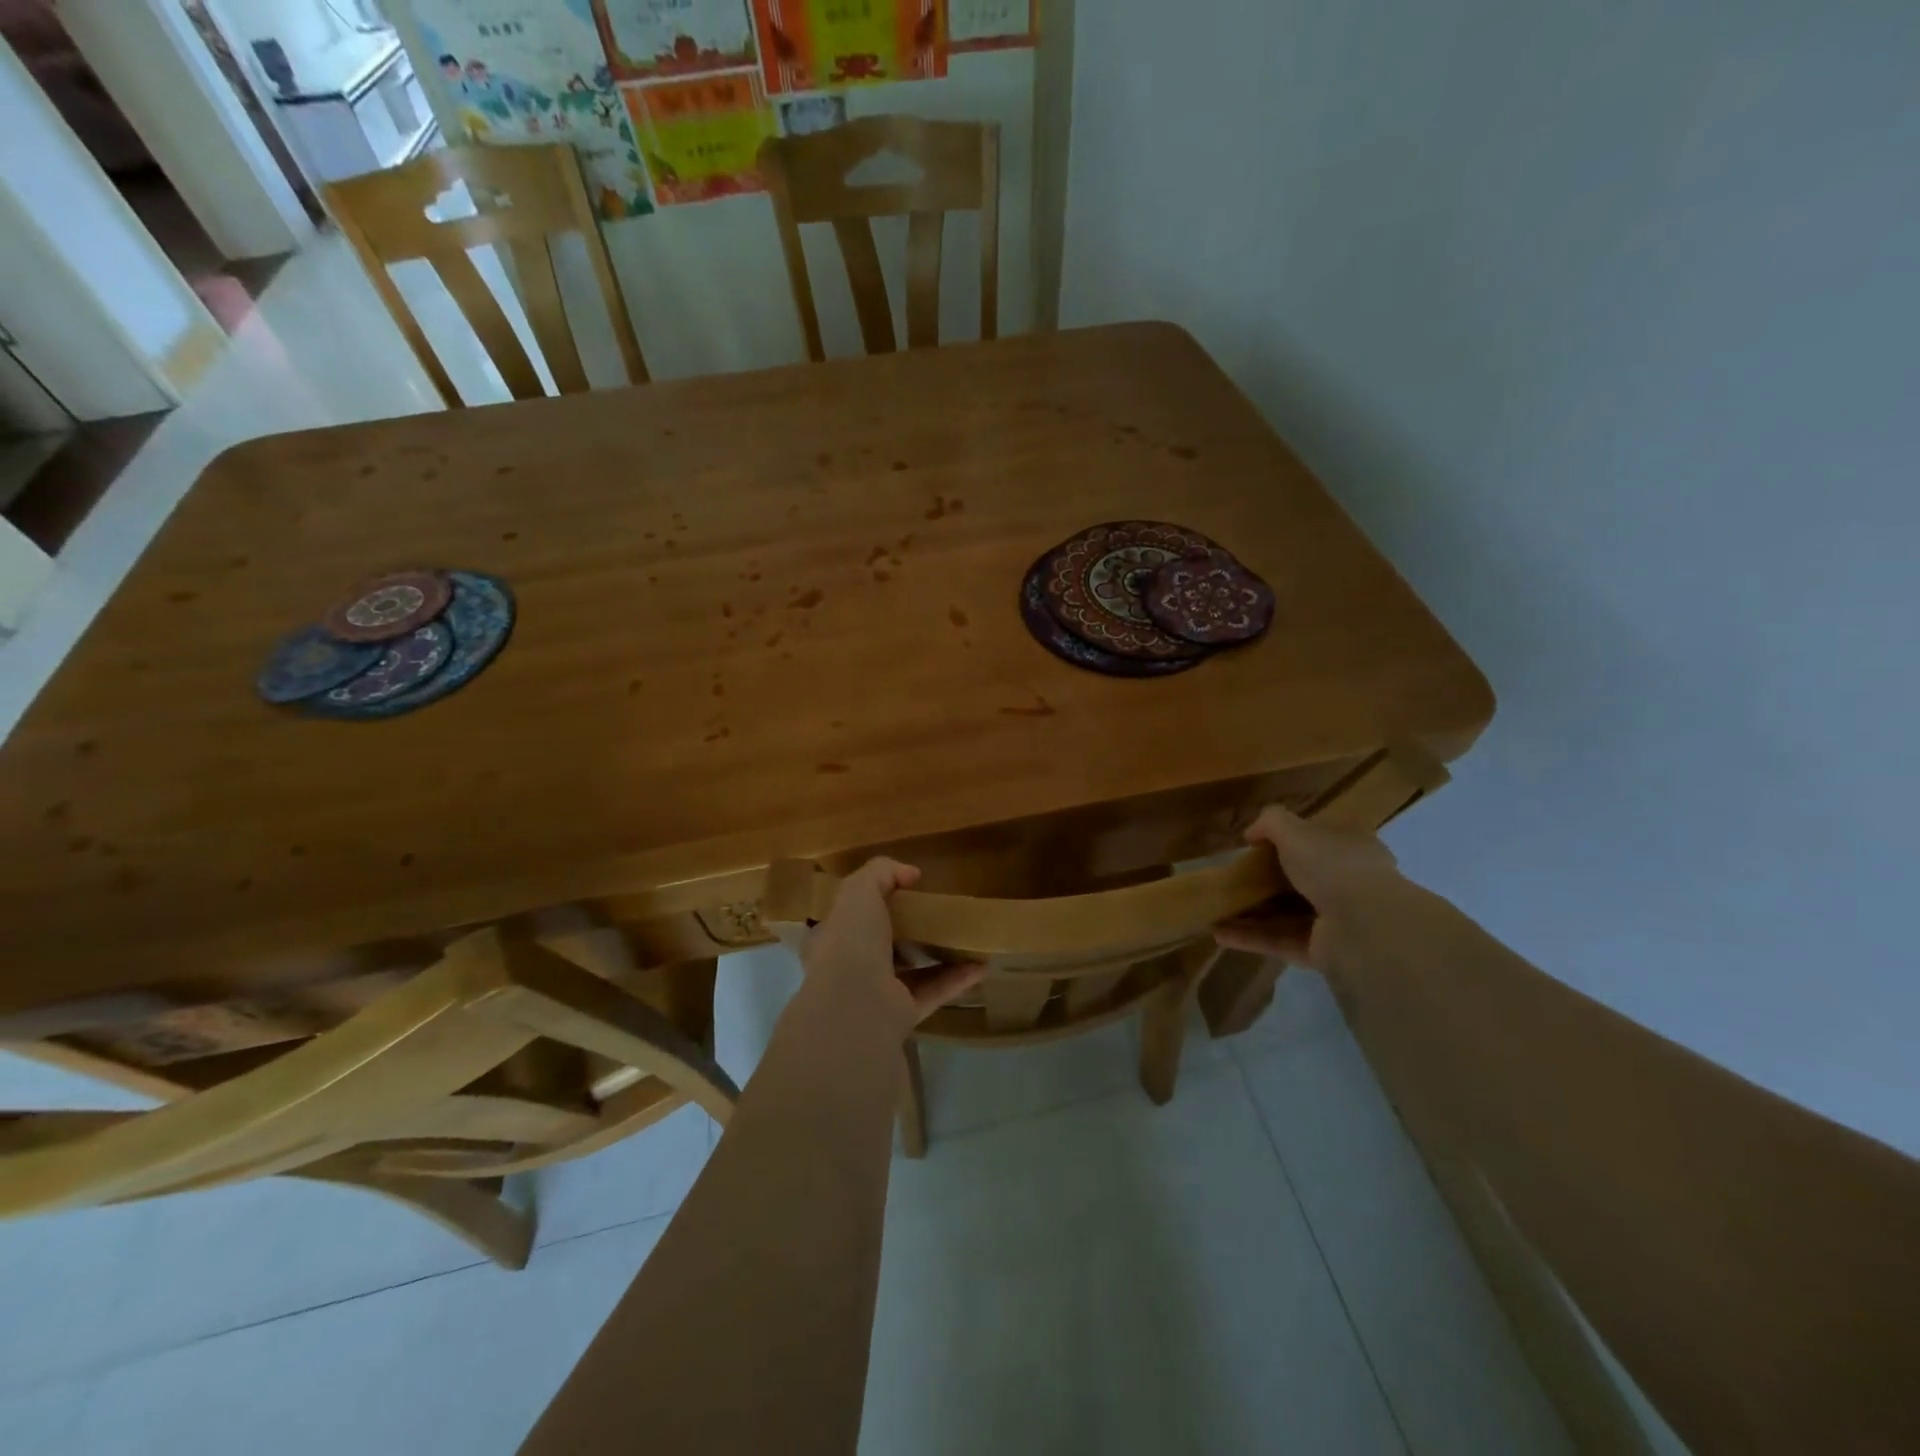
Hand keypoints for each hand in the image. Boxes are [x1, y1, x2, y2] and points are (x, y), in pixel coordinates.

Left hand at [800, 858, 983, 1035]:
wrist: (855, 1006)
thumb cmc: (850, 941)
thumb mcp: (859, 891)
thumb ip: (881, 872)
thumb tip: (910, 873)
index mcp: (831, 939)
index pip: (847, 918)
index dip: (870, 902)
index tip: (901, 890)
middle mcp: (849, 968)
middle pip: (881, 944)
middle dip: (906, 930)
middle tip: (935, 912)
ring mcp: (876, 995)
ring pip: (910, 970)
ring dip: (936, 955)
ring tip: (964, 937)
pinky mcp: (902, 1015)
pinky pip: (933, 992)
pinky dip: (957, 979)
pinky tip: (981, 965)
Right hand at [1215, 806, 1412, 973]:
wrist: (1364, 926)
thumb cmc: (1333, 866)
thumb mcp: (1295, 830)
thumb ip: (1271, 822)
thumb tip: (1251, 834)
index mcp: (1350, 849)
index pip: (1319, 841)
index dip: (1288, 841)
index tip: (1256, 846)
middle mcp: (1347, 884)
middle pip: (1298, 880)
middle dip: (1264, 882)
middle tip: (1233, 880)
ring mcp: (1336, 921)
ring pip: (1285, 914)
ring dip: (1251, 913)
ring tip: (1216, 911)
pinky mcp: (1322, 951)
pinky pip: (1279, 941)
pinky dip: (1250, 937)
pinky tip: (1219, 933)